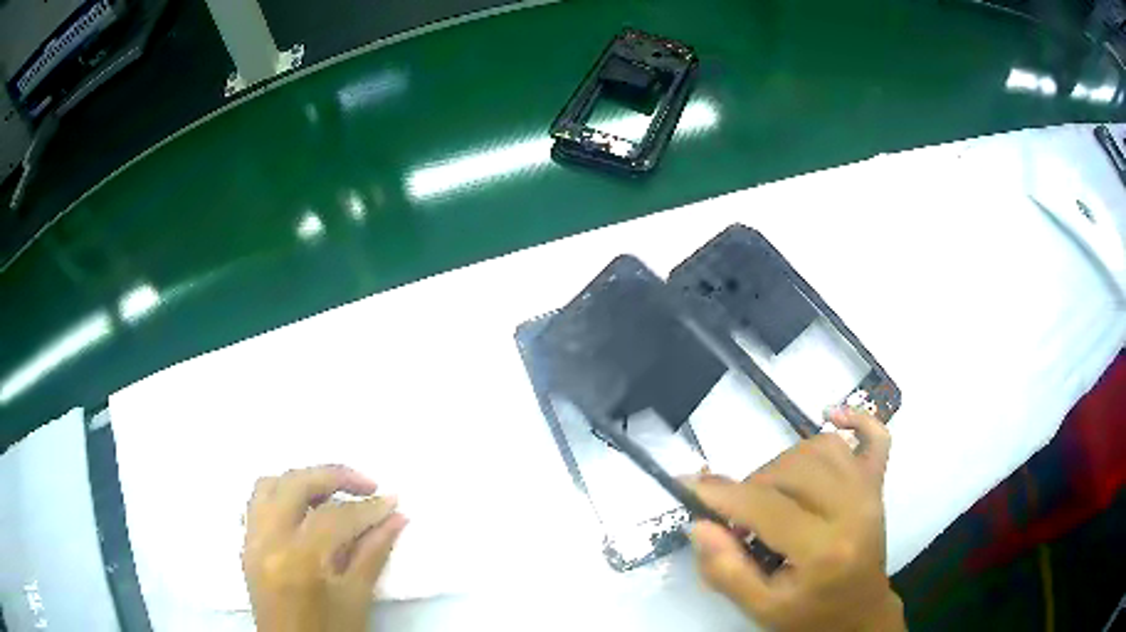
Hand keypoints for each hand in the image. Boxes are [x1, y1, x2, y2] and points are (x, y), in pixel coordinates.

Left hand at [243, 465, 406, 631]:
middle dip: (334, 476)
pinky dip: (282, 495)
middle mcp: (267, 541)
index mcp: (298, 560)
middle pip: (295, 484)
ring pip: (269, 485)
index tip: (392, 500)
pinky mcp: (246, 545)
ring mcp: (251, 541)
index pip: (334, 517)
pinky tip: (304, 509)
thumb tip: (396, 517)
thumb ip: (374, 553)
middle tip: (366, 485)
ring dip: (303, 481)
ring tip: (333, 493)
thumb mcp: (357, 599)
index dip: (367, 507)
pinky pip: (257, 503)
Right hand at [687, 407, 903, 631]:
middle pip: (794, 469)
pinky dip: (855, 419)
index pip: (767, 508)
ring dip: (785, 463)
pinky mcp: (878, 484)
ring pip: (822, 447)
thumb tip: (699, 524)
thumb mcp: (759, 608)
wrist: (857, 614)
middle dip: (752, 486)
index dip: (723, 494)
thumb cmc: (808, 615)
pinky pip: (876, 436)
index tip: (689, 485)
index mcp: (824, 551)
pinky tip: (830, 416)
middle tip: (738, 515)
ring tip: (770, 492)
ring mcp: (870, 492)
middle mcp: (853, 511)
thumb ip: (725, 570)